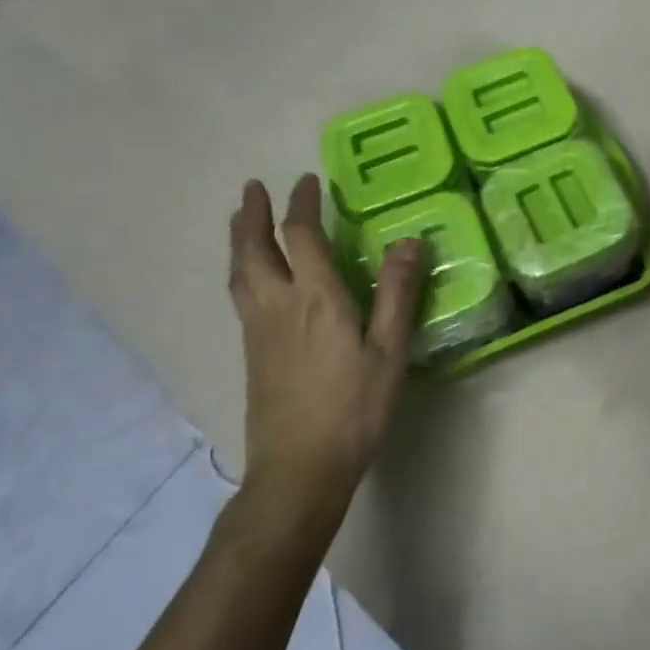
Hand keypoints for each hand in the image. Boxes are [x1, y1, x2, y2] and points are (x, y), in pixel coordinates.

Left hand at [226, 174, 424, 512]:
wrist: (299, 468)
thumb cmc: (353, 409)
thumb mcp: (389, 351)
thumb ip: (397, 294)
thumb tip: (409, 241)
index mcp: (315, 299)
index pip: (303, 236)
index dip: (302, 204)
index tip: (306, 180)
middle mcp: (278, 305)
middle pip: (255, 248)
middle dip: (252, 214)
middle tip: (252, 188)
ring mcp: (258, 330)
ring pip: (240, 272)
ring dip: (240, 239)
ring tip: (240, 220)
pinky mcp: (251, 352)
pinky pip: (240, 294)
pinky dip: (242, 268)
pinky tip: (250, 276)